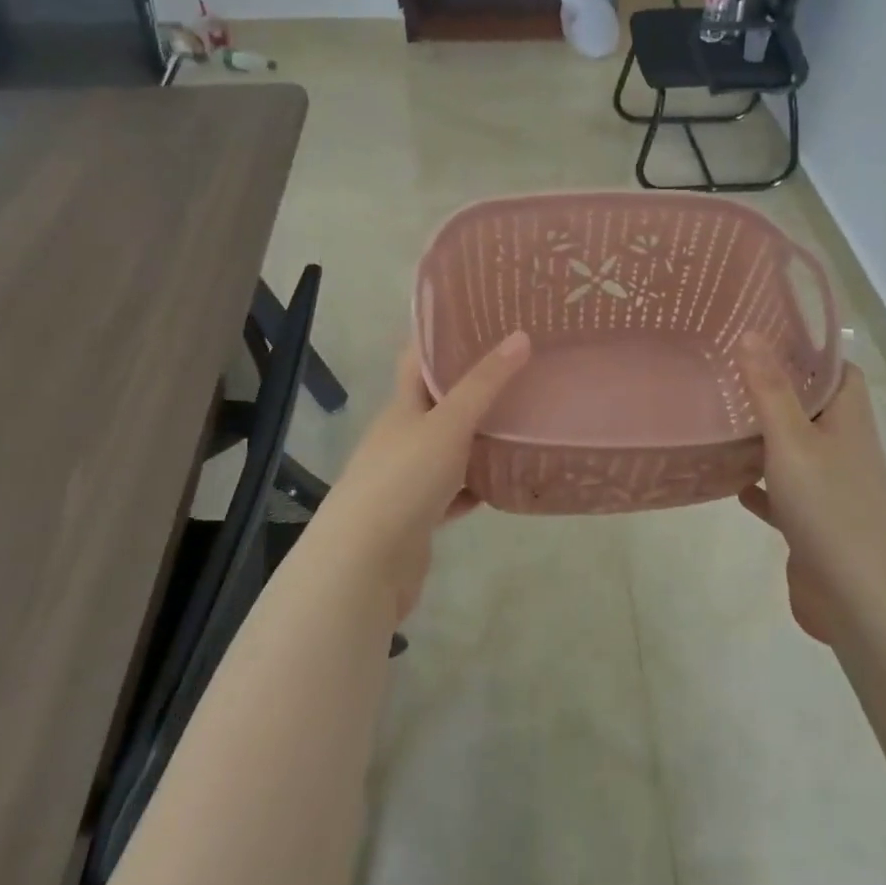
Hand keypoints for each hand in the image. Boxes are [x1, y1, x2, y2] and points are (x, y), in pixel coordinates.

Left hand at [314, 331, 530, 621]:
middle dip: (472, 387)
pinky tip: (503, 482)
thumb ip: (485, 384)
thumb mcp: (448, 424)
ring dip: (478, 439)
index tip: (480, 319)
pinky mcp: (419, 515)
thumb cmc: (404, 479)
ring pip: (449, 449)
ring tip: (521, 420)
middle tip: (518, 368)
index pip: (418, 359)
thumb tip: (520, 336)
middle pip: (438, 403)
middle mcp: (401, 437)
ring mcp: (408, 478)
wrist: (364, 565)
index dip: (442, 336)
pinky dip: (476, 486)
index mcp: (402, 407)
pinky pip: (454, 491)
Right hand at [737, 333, 885, 641]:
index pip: (839, 373)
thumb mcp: (792, 439)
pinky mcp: (814, 523)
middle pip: (815, 409)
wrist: (856, 596)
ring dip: (767, 439)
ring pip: (797, 451)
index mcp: (848, 421)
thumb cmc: (827, 505)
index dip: (811, 354)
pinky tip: (731, 483)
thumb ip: (769, 389)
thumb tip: (752, 333)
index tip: (768, 339)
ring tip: (725, 420)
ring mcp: (831, 489)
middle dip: (780, 392)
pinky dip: (761, 486)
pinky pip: (784, 494)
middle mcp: (845, 450)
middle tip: (732, 375)